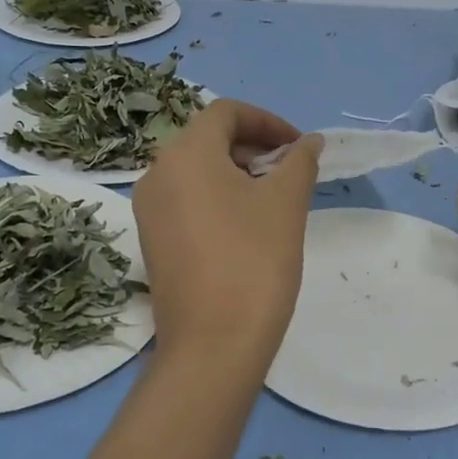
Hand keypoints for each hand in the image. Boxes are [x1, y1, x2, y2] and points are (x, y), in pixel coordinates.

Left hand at [133, 99, 324, 362]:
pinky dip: (217, 196)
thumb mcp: (286, 203)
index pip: (226, 113)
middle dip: (253, 146)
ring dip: (237, 171)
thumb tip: (308, 142)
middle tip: (290, 172)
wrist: (213, 345)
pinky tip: (247, 226)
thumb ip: (299, 161)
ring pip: (196, 170)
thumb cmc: (254, 261)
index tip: (298, 146)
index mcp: (185, 154)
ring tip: (274, 199)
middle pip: (208, 139)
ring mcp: (149, 210)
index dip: (267, 121)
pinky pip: (186, 199)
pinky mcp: (152, 240)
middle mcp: (157, 174)